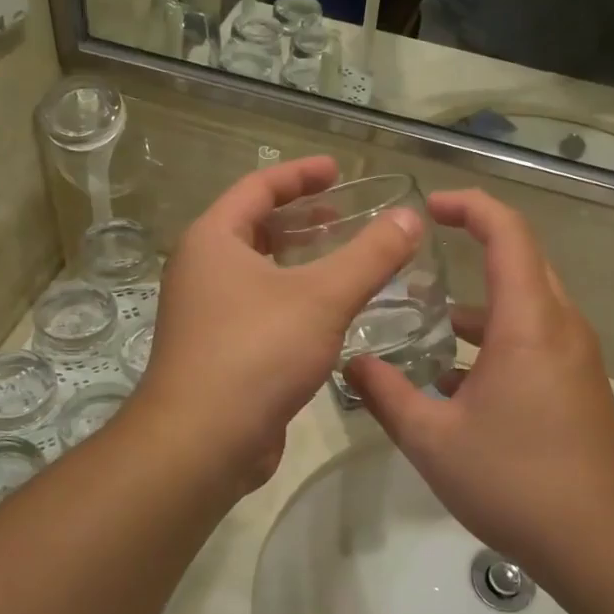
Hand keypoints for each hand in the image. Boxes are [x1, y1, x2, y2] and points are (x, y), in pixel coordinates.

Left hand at [133, 157, 420, 500]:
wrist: (203, 442)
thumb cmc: (257, 352)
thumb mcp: (322, 297)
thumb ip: (370, 255)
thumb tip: (411, 217)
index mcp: (213, 240)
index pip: (258, 187)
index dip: (300, 175)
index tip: (338, 170)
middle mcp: (203, 270)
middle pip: (256, 227)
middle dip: (303, 218)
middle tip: (347, 213)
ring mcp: (207, 312)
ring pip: (260, 270)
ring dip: (301, 260)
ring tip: (345, 257)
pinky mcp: (220, 350)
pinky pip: (262, 307)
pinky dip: (295, 297)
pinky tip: (330, 311)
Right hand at [347, 190, 613, 575]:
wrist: (600, 543)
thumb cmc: (514, 481)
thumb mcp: (432, 440)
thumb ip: (385, 394)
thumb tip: (351, 363)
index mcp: (529, 321)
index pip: (507, 232)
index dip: (468, 207)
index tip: (428, 207)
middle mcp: (560, 325)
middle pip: (520, 259)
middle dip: (472, 245)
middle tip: (420, 255)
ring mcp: (575, 354)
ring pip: (526, 301)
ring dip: (480, 302)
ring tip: (426, 320)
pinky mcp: (578, 382)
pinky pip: (536, 335)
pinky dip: (496, 336)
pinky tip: (455, 376)